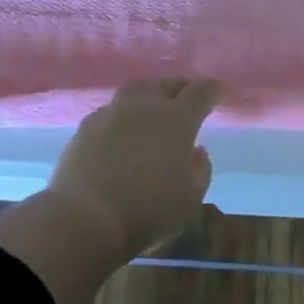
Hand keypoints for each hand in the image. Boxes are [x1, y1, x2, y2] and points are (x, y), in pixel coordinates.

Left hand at [49, 79, 222, 252]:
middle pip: (166, 84)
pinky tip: (123, 128)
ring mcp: (112, 113)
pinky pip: (112, 110)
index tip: (220, 92)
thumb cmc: (148, 210)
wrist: (84, 219)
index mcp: (177, 119)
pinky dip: (124, 114)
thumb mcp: (191, 199)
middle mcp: (145, 106)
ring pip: (136, 91)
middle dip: (181, 88)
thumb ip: (200, 170)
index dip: (213, 90)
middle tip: (188, 97)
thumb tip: (196, 151)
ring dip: (150, 94)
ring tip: (154, 106)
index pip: (200, 92)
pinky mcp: (86, 127)